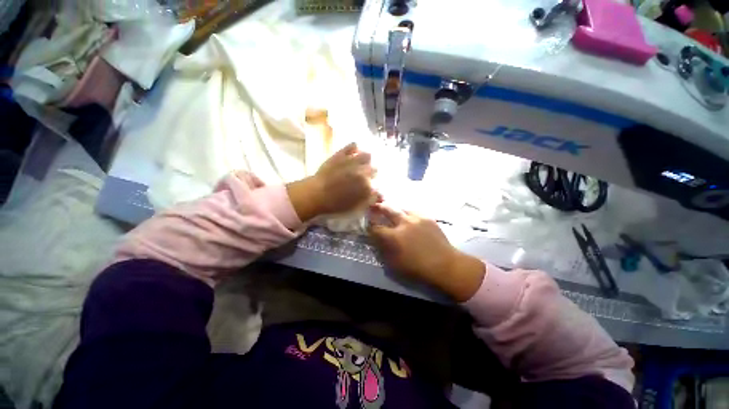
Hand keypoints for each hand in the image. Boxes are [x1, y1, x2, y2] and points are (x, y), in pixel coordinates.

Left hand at [288, 143, 375, 221]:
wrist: (316, 194)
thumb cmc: (335, 204)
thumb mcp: (355, 207)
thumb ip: (369, 200)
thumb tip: (380, 195)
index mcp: (368, 186)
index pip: (377, 184)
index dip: (373, 187)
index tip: (369, 189)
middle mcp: (363, 171)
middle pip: (374, 169)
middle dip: (371, 174)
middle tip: (363, 177)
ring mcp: (353, 161)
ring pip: (367, 156)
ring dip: (366, 161)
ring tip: (360, 163)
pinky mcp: (342, 154)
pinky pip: (353, 146)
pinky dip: (355, 148)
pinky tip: (354, 151)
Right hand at [368, 204, 484, 301]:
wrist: (444, 264)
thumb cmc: (418, 267)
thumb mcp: (395, 264)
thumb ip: (383, 251)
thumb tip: (377, 241)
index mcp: (394, 236)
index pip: (376, 228)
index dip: (370, 226)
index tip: (368, 225)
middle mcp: (404, 223)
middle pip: (387, 209)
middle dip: (379, 207)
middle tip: (375, 205)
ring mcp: (416, 218)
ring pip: (401, 207)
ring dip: (394, 209)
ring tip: (392, 210)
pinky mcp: (427, 217)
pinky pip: (414, 211)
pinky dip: (408, 213)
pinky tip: (408, 216)